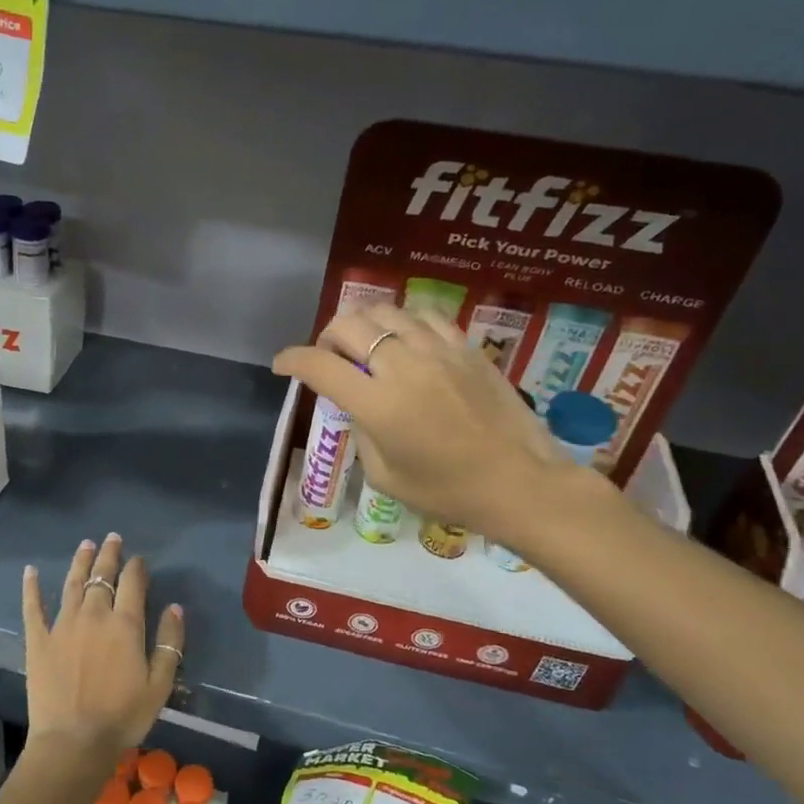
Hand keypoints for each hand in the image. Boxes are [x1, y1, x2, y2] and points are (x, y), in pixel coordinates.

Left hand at [21, 534, 183, 762]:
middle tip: (112, 538)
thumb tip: (175, 608)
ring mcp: (62, 625)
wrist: (74, 741)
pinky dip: (32, 587)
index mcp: (125, 625)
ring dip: (80, 562)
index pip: (133, 583)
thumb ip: (169, 643)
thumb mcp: (160, 684)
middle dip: (108, 555)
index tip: (139, 559)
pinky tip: (31, 571)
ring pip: (73, 583)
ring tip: (85, 544)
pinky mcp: (38, 640)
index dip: (136, 567)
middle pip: (102, 576)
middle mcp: (94, 615)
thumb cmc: (123, 716)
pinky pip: (33, 607)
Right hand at [273, 306, 602, 548]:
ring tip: (366, 345)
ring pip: (386, 311)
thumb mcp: (385, 475)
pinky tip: (406, 339)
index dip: (292, 360)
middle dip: (326, 337)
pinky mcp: (467, 348)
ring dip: (364, 324)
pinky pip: (426, 315)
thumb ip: (362, 431)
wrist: (520, 483)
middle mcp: (403, 366)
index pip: (319, 366)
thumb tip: (357, 406)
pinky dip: (404, 321)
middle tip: (329, 359)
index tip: (282, 365)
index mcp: (378, 404)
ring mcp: (438, 351)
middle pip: (348, 324)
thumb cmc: (448, 492)